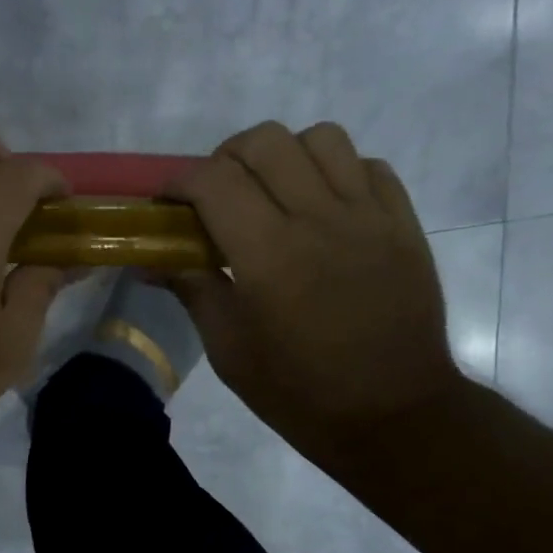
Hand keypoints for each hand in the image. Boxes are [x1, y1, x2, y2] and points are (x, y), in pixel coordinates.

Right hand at [165, 121, 463, 460]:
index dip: (179, 182)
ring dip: (285, 155)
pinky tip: (323, 208)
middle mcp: (318, 218)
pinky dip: (337, 172)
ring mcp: (368, 215)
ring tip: (273, 192)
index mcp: (267, 253)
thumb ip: (192, 289)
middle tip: (216, 195)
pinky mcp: (403, 223)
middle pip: (264, 142)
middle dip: (225, 158)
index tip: (168, 203)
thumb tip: (150, 260)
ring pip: (321, 138)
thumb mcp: (229, 349)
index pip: (213, 180)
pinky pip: (368, 166)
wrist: (391, 414)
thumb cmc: (297, 391)